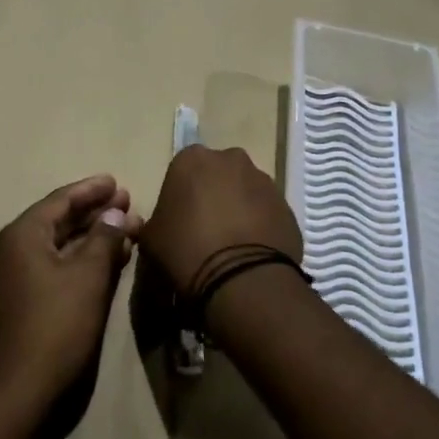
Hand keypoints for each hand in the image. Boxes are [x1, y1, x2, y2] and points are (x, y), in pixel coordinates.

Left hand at [0, 175, 140, 419]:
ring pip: (57, 246)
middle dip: (94, 212)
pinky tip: (105, 263)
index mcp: (22, 235)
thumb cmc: (56, 326)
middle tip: (127, 203)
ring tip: (125, 230)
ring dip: (91, 238)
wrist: (17, 393)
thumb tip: (116, 213)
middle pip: (58, 221)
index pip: (61, 199)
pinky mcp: (19, 303)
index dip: (92, 190)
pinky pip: (52, 268)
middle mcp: (12, 250)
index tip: (118, 182)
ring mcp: (12, 278)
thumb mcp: (88, 277)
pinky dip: (79, 261)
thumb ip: (104, 238)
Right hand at [140, 146, 302, 296]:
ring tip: (231, 246)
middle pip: (218, 175)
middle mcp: (231, 159)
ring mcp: (264, 180)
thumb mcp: (151, 239)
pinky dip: (260, 226)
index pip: (182, 171)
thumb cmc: (186, 251)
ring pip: (245, 191)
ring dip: (239, 209)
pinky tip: (252, 253)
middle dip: (213, 196)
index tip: (179, 222)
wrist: (241, 279)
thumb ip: (156, 222)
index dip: (180, 197)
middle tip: (205, 231)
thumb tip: (165, 226)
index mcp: (192, 159)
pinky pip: (267, 212)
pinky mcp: (287, 205)